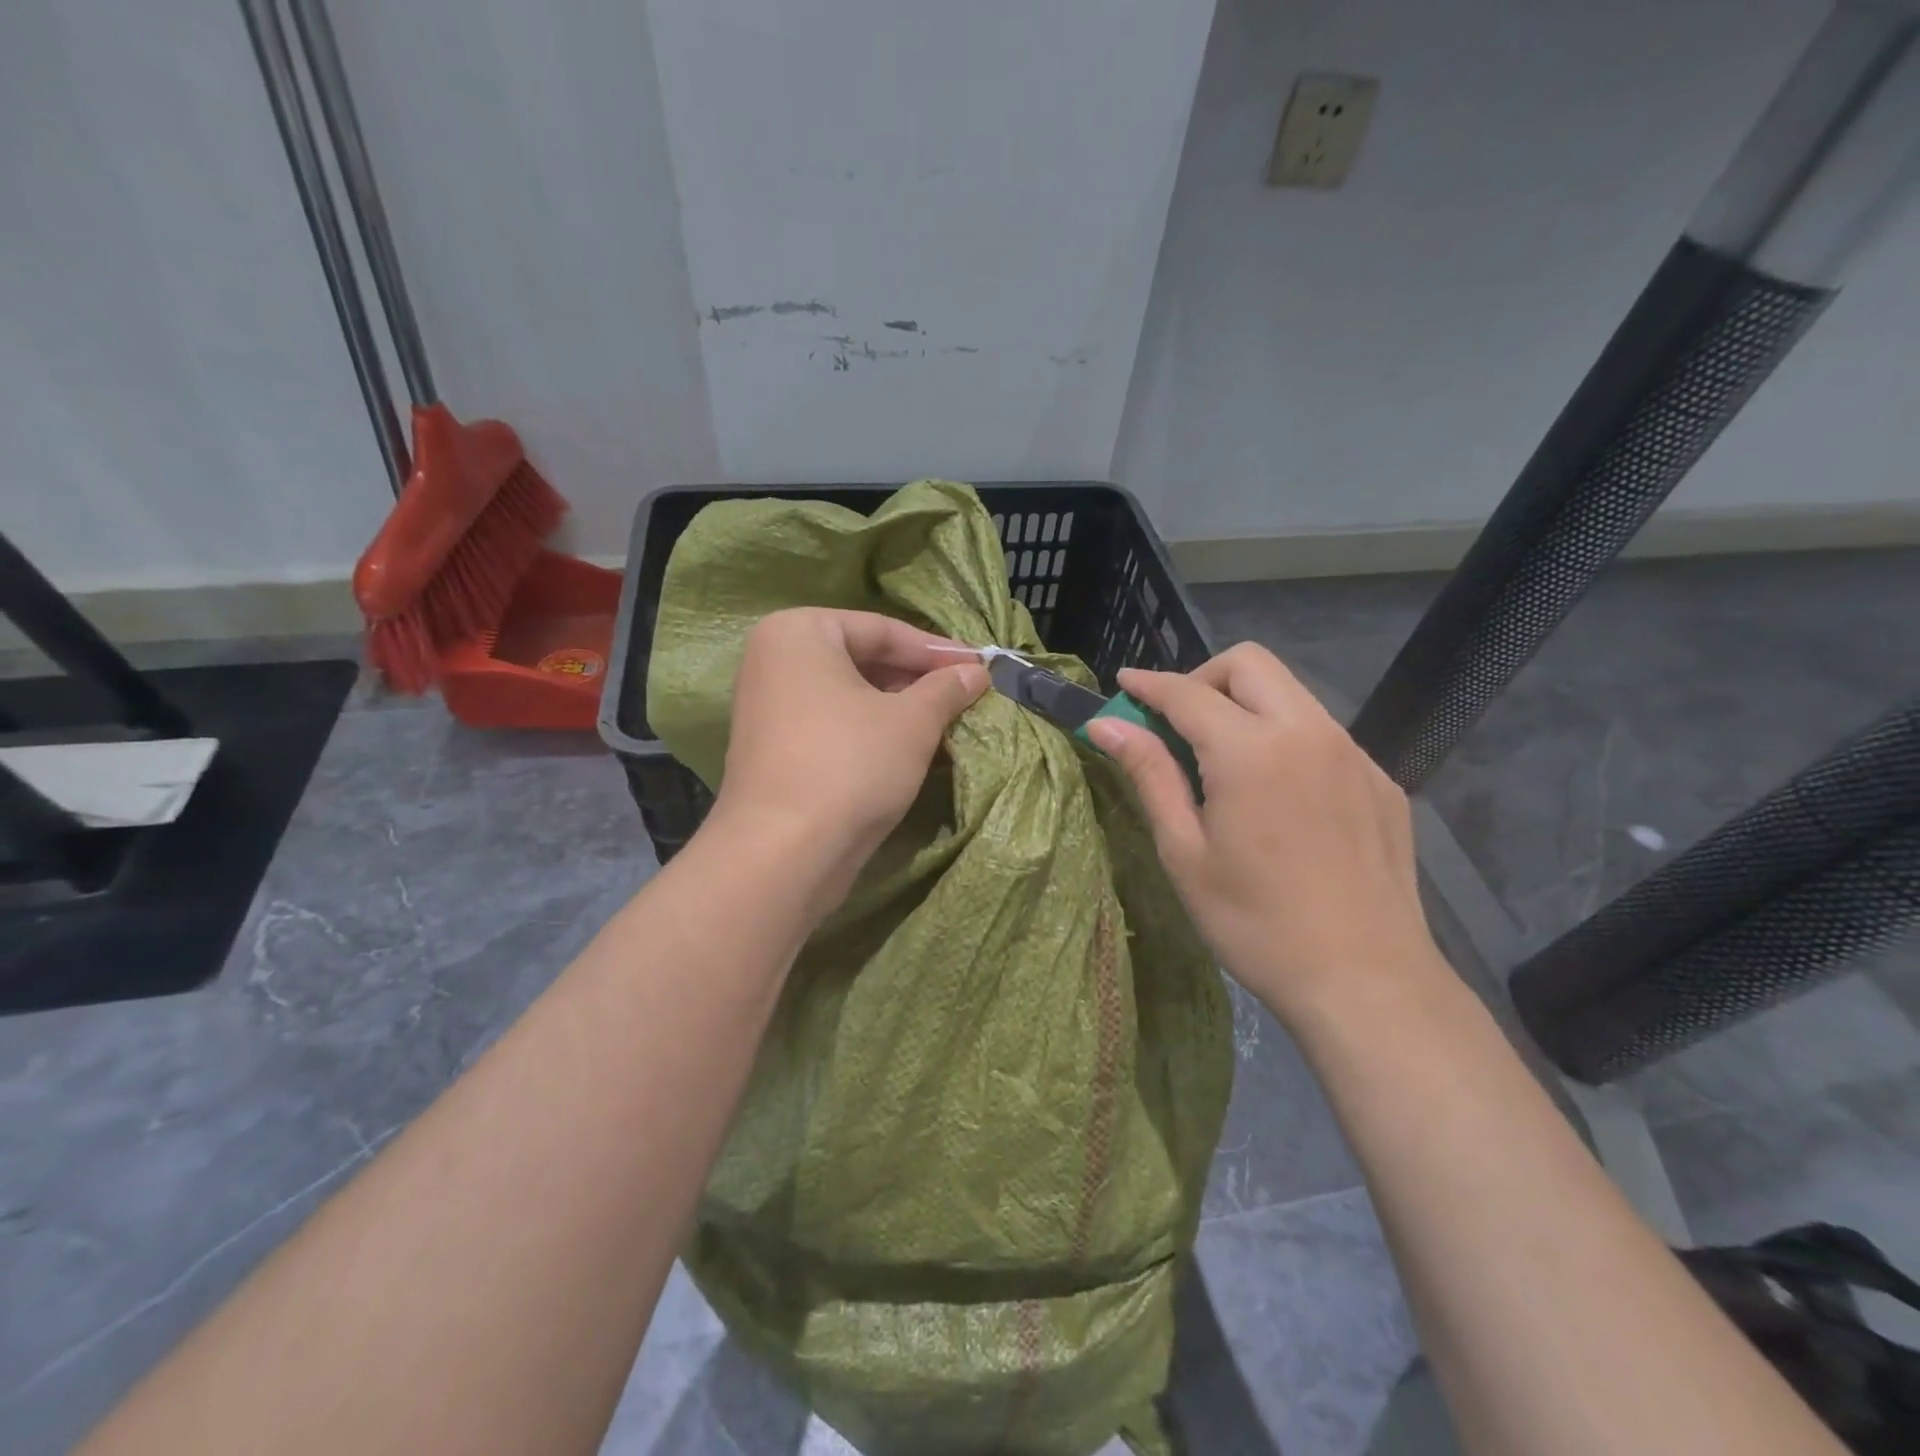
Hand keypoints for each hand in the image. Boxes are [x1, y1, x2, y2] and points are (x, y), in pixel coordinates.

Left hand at [709, 607, 987, 893]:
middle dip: (916, 680)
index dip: (936, 650)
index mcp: (798, 632)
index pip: (882, 629)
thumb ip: (946, 688)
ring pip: (848, 695)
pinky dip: (870, 730)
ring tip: (945, 723)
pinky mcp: (773, 749)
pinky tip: (908, 748)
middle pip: (862, 659)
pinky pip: (832, 724)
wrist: (783, 853)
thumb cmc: (850, 765)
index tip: (979, 667)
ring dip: (898, 707)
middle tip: (965, 696)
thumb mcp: (912, 721)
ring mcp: (768, 707)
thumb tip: (976, 672)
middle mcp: (774, 659)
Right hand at [1084, 643, 1445, 1023]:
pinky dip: (1285, 739)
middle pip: (1249, 663)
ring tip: (1223, 762)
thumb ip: (1149, 775)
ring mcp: (1353, 753)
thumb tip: (1106, 723)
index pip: (1188, 692)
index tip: (1123, 684)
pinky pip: (1322, 733)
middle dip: (1202, 678)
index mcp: (1252, 751)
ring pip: (1290, 692)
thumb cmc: (1256, 923)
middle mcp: (1308, 732)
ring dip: (1245, 705)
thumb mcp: (1185, 852)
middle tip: (1177, 725)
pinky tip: (1278, 796)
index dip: (1149, 684)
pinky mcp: (1380, 780)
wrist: (1366, 981)